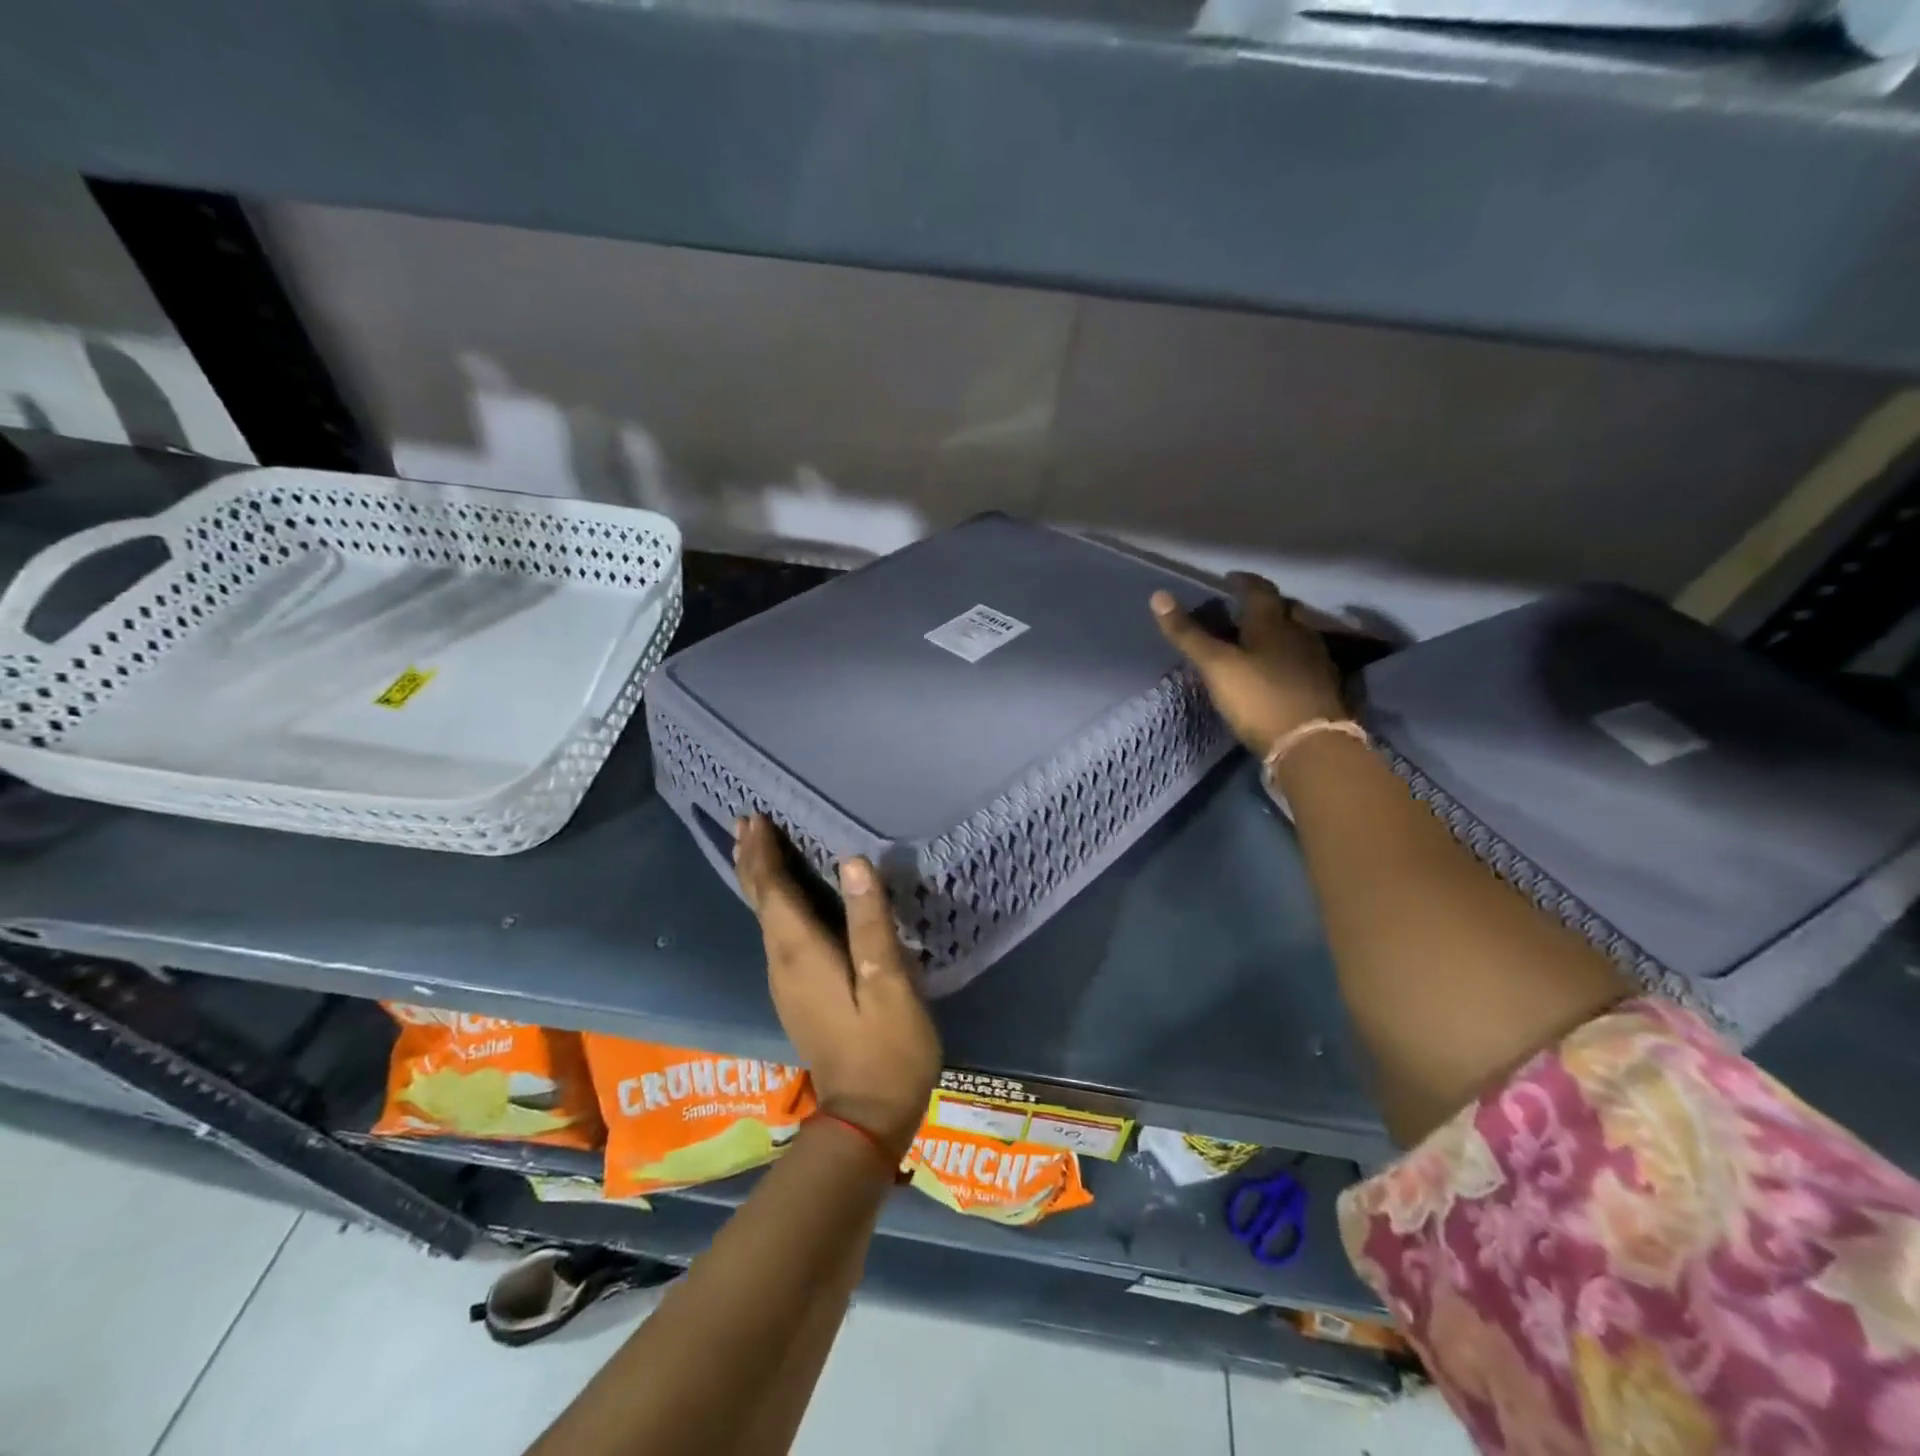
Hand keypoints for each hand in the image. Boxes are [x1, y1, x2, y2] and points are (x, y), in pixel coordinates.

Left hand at [733, 815, 940, 1160]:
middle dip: (752, 860)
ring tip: (760, 848)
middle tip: (746, 823)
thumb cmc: (886, 1047)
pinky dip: (774, 905)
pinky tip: (785, 901)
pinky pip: (777, 935)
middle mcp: (782, 964)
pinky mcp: (797, 996)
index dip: (763, 853)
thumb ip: (869, 922)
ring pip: (765, 919)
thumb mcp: (888, 983)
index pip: (771, 891)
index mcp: (800, 953)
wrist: (865, 1118)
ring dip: (760, 880)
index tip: (754, 817)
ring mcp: (786, 983)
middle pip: (759, 902)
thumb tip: (852, 862)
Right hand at [1151, 572, 1346, 757]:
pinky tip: (1280, 670)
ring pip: (1298, 634)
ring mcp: (1317, 660)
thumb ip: (1188, 634)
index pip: (1259, 590)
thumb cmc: (1258, 698)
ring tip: (1260, 640)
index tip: (1230, 579)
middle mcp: (1299, 634)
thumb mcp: (1216, 666)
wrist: (1310, 743)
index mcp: (1272, 623)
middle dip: (1266, 605)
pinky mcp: (1324, 687)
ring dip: (1280, 631)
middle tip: (1245, 610)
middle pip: (1285, 609)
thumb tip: (1158, 595)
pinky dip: (1290, 657)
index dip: (1243, 582)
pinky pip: (1305, 659)